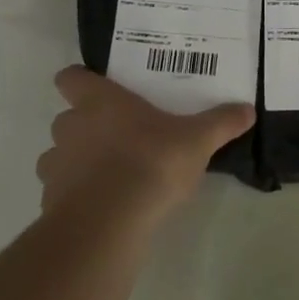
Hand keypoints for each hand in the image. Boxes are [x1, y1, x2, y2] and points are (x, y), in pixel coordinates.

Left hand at [36, 66, 254, 219]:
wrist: (109, 222)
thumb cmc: (151, 163)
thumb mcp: (197, 140)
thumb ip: (221, 123)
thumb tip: (248, 109)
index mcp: (100, 102)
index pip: (71, 77)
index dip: (81, 80)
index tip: (99, 88)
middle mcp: (71, 127)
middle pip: (66, 117)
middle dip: (86, 125)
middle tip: (119, 135)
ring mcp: (56, 165)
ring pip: (59, 155)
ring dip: (77, 161)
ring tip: (109, 174)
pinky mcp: (49, 202)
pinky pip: (59, 191)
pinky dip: (76, 195)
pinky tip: (103, 205)